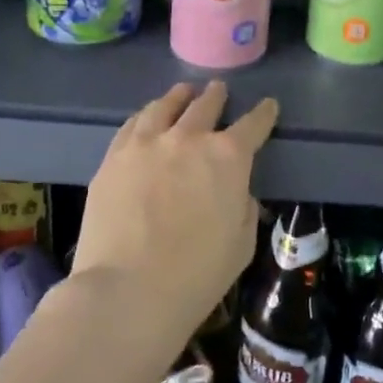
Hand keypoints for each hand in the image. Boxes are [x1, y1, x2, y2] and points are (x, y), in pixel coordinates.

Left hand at [71, 81, 278, 337]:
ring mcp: (147, 143)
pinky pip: (133, 125)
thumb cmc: (196, 276)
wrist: (127, 292)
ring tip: (182, 93)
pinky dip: (146, 116)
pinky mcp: (114, 157)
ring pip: (165, 106)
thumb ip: (244, 208)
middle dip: (216, 96)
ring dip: (179, 97)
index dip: (264, 114)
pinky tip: (146, 118)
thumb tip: (236, 193)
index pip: (254, 124)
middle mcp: (189, 138)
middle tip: (219, 90)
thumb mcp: (242, 244)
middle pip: (206, 105)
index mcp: (229, 157)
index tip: (268, 106)